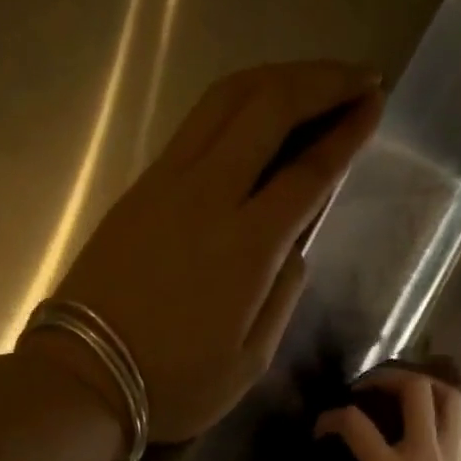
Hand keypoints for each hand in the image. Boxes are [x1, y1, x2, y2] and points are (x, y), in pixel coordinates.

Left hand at [31, 61, 383, 442]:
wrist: (84, 376)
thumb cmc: (174, 383)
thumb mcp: (249, 362)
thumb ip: (282, 296)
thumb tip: (294, 247)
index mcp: (247, 246)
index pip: (309, 169)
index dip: (347, 131)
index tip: (376, 103)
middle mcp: (209, 195)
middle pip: (269, 107)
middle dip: (322, 81)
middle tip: (360, 77)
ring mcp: (167, 183)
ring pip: (226, 100)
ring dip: (277, 79)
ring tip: (315, 80)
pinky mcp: (140, 186)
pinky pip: (197, 123)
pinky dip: (237, 101)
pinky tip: (257, 111)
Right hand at [314, 367, 460, 460]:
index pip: (355, 424)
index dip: (331, 418)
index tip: (321, 429)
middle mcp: (423, 454)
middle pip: (414, 389)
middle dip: (384, 377)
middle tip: (363, 389)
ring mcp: (447, 454)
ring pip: (446, 394)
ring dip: (420, 382)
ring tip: (396, 390)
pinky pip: (454, 416)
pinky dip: (436, 403)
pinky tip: (415, 415)